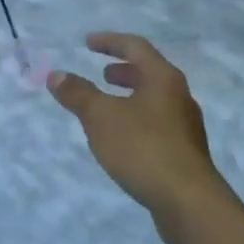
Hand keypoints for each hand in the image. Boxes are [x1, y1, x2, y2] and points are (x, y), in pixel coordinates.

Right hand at [48, 33, 233, 243]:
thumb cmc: (143, 148)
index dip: (110, 42)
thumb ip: (79, 94)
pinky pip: (157, 124)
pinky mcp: (184, 152)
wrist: (187, 201)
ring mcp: (186, 126)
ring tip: (109, 107)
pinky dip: (137, 120)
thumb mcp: (101, 118)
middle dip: (124, 71)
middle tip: (103, 73)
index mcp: (164, 79)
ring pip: (155, 100)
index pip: (136, 47)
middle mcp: (179, 96)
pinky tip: (123, 140)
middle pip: (150, 73)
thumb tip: (56, 74)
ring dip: (131, 96)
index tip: (88, 42)